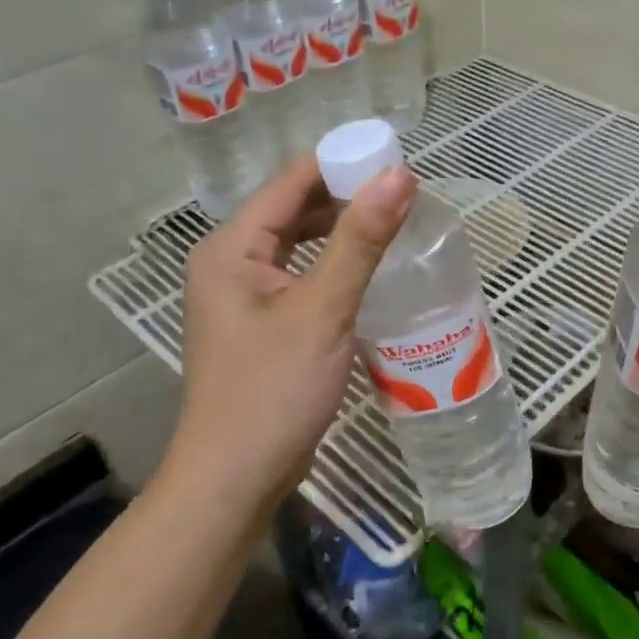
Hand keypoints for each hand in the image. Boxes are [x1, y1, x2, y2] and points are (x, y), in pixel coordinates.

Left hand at [161, 154, 415, 506]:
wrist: (236, 478)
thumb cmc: (273, 390)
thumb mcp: (323, 310)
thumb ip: (360, 241)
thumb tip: (399, 175)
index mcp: (232, 247)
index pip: (291, 181)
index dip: (343, 163)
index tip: (398, 160)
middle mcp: (231, 262)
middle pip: (294, 209)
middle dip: (347, 198)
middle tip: (407, 196)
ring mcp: (244, 296)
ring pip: (299, 245)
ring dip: (343, 233)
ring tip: (397, 226)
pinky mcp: (262, 324)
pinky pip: (302, 277)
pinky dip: (334, 267)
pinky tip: (370, 273)